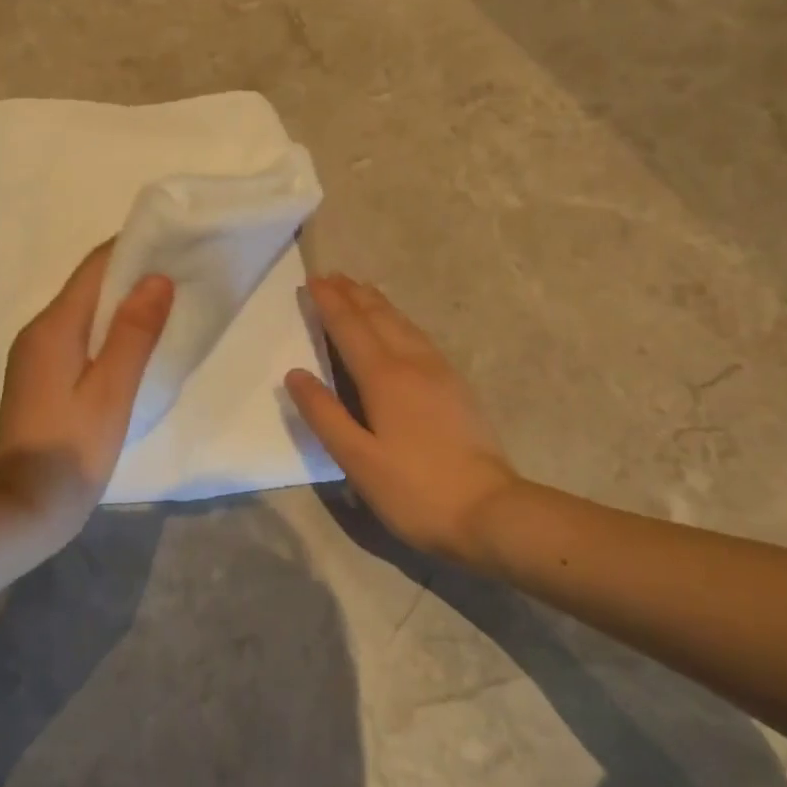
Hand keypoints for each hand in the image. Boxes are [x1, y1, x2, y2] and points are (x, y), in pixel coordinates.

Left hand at [0, 242, 173, 543]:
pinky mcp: (41, 378)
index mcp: (55, 326)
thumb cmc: (71, 449)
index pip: (95, 267)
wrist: (22, 508)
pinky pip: (79, 338)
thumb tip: (157, 278)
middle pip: (89, 287)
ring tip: (168, 305)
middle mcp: (40, 331)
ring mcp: (36, 356)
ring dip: (122, 305)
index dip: (133, 249)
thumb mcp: (111, 390)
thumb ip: (135, 333)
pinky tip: (135, 346)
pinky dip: (109, 332)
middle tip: (182, 273)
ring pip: (85, 314)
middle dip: (132, 275)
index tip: (174, 243)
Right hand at [286, 273, 520, 563]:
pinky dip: (400, 321)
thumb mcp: (357, 459)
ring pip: (404, 324)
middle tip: (332, 276)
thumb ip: (324, 414)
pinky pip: (421, 337)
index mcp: (384, 377)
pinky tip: (401, 328)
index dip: (329, 303)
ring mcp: (441, 372)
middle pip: (379, 317)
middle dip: (353, 294)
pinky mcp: (457, 387)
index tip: (312, 280)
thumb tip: (294, 373)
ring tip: (361, 289)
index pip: (350, 328)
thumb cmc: (415, 489)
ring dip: (378, 303)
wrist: (491, 511)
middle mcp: (413, 363)